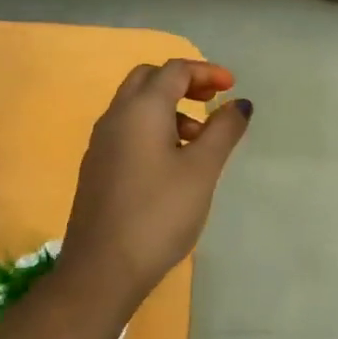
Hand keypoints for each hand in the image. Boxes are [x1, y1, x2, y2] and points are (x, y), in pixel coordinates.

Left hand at [62, 58, 251, 306]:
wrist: (102, 268)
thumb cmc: (159, 213)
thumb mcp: (202, 169)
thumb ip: (223, 130)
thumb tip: (240, 103)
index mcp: (141, 109)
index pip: (174, 70)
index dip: (206, 72)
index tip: (232, 88)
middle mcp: (115, 117)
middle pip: (148, 80)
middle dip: (183, 83)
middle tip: (211, 101)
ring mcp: (101, 143)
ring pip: (136, 106)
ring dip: (169, 108)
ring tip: (198, 141)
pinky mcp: (97, 168)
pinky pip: (127, 130)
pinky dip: (153, 129)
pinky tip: (172, 164)